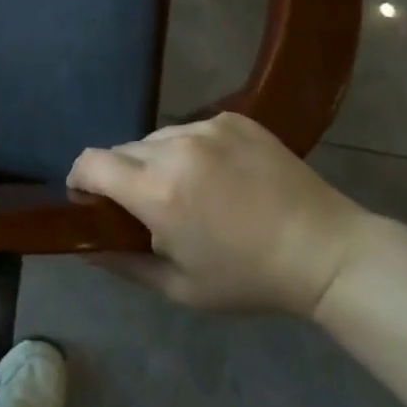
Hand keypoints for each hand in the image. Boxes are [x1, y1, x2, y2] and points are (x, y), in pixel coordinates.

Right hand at [68, 113, 373, 316]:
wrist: (326, 251)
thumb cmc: (249, 278)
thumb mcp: (180, 287)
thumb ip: (122, 264)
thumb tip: (83, 246)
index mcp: (157, 191)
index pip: (90, 162)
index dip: (80, 179)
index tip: (91, 200)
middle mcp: (174, 148)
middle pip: (121, 149)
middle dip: (121, 176)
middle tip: (148, 206)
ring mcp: (206, 127)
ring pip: (155, 138)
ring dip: (156, 160)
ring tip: (190, 189)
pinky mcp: (231, 118)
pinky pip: (190, 128)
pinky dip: (191, 149)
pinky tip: (219, 175)